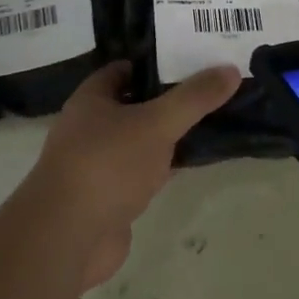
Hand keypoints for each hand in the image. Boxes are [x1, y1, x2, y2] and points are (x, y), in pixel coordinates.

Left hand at [23, 61, 240, 288]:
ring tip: (212, 120)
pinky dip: (166, 167)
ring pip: (142, 141)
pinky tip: (195, 162)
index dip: (156, 63)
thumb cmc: (106, 165)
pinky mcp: (111, 198)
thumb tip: (231, 69)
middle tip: (212, 89)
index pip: (124, 70)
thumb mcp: (156, 123)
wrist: (67, 239)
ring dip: (169, 135)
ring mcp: (99, 166)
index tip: (193, 59)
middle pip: (136, 105)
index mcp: (91, 100)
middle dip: (169, 99)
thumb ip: (194, 98)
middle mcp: (90, 129)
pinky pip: (144, 172)